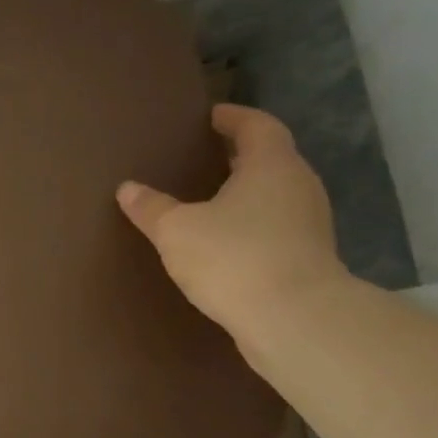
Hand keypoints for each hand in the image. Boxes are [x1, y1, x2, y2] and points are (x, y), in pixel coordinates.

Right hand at [117, 104, 348, 335]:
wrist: (295, 321)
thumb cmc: (234, 257)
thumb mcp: (176, 230)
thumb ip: (151, 207)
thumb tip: (128, 189)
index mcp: (271, 166)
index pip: (257, 126)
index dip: (234, 118)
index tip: (211, 116)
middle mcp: (298, 187)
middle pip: (270, 159)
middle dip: (238, 156)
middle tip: (201, 157)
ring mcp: (309, 224)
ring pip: (274, 196)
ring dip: (245, 194)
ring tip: (207, 201)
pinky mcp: (308, 258)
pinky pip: (275, 228)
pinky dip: (250, 226)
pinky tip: (223, 243)